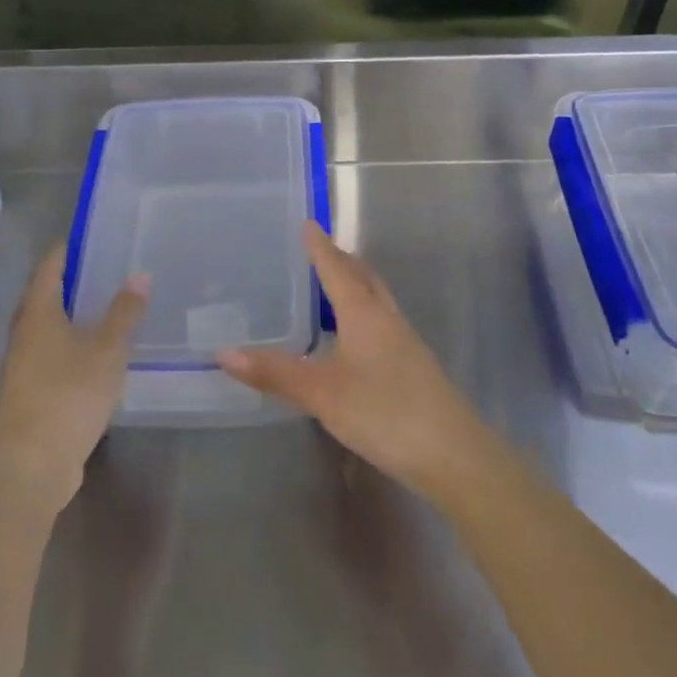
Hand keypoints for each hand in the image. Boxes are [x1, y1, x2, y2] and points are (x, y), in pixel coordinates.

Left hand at [0, 249, 147, 515]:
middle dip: (74, 281)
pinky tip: (98, 353)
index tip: (93, 237)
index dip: (68, 249)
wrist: (30, 465)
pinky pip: (52, 355)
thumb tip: (139, 274)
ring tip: (109, 306)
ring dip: (74, 315)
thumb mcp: (107, 350)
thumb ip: (124, 313)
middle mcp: (24, 333)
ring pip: (49, 327)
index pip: (50, 267)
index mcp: (38, 313)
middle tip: (109, 269)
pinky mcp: (30, 393)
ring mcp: (23, 365)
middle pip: (46, 296)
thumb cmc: (68, 395)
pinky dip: (73, 344)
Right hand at [217, 223, 494, 502]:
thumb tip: (224, 352)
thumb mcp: (321, 393)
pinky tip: (353, 337)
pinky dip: (363, 313)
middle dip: (341, 260)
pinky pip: (382, 322)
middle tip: (318, 250)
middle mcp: (386, 318)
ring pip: (376, 299)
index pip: (336, 269)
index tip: (308, 223)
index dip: (320, 246)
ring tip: (331, 286)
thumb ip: (274, 372)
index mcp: (364, 313)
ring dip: (355, 285)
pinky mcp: (413, 365)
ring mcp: (404, 341)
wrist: (452, 453)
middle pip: (363, 277)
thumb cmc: (383, 412)